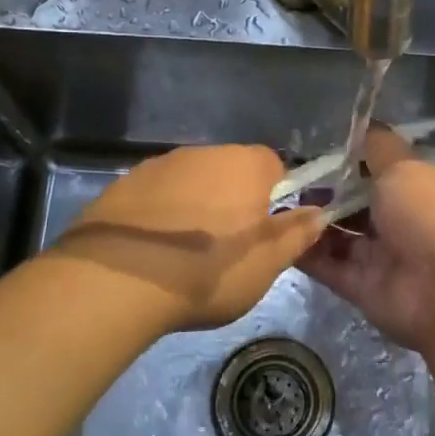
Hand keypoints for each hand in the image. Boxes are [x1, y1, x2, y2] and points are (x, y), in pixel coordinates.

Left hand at [46, 144, 324, 334]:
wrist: (115, 282)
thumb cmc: (207, 271)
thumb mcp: (266, 263)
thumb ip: (297, 234)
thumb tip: (319, 213)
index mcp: (244, 165)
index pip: (274, 165)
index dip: (276, 197)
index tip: (266, 231)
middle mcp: (202, 153)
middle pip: (231, 171)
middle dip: (234, 201)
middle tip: (228, 248)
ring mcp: (157, 166)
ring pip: (191, 182)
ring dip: (195, 207)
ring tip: (186, 255)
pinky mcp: (121, 185)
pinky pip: (155, 196)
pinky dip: (160, 215)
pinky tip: (152, 252)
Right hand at [297, 127, 434, 356]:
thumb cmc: (431, 216)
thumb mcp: (405, 168)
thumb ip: (379, 149)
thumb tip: (365, 124)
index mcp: (420, 188)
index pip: (382, 170)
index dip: (352, 159)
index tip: (316, 149)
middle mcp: (403, 221)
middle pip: (357, 203)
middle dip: (325, 191)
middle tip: (287, 178)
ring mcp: (383, 256)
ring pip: (340, 235)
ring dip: (310, 221)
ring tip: (274, 204)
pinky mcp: (362, 288)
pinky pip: (328, 267)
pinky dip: (304, 253)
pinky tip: (275, 235)